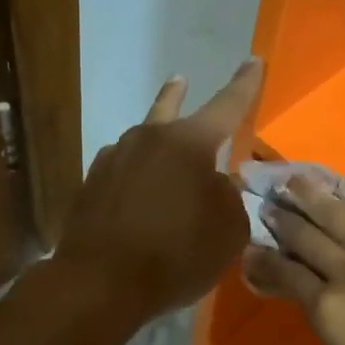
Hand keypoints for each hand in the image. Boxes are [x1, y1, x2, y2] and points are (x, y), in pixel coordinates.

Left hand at [53, 60, 263, 319]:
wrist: (100, 283)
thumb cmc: (175, 254)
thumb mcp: (228, 230)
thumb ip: (231, 197)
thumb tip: (218, 182)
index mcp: (189, 143)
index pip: (227, 105)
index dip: (244, 84)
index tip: (253, 61)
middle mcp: (148, 139)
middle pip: (170, 110)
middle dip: (179, 96)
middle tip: (181, 81)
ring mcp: (113, 159)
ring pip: (143, 140)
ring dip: (156, 142)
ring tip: (161, 146)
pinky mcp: (91, 184)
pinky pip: (123, 169)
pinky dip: (136, 174)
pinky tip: (137, 191)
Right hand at [242, 174, 344, 344]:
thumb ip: (322, 318)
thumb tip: (304, 293)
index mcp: (328, 306)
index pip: (285, 272)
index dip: (263, 258)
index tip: (250, 247)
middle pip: (306, 237)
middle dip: (281, 219)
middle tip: (267, 204)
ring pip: (341, 215)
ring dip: (314, 196)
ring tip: (296, 181)